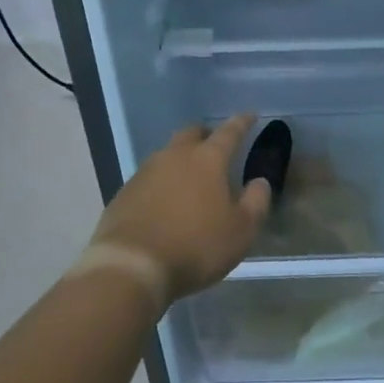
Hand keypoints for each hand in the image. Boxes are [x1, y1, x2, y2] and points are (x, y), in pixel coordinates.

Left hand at [89, 116, 270, 306]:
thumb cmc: (195, 246)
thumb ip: (255, 203)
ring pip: (167, 154)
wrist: (131, 267)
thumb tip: (259, 182)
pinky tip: (163, 201)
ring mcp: (146, 172)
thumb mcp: (240, 232)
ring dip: (181, 159)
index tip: (250, 115)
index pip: (229, 132)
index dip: (242, 122)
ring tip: (190, 177)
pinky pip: (149, 178)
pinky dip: (161, 182)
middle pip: (192, 133)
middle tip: (215, 144)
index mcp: (207, 160)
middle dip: (206, 134)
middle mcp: (175, 156)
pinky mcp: (124, 192)